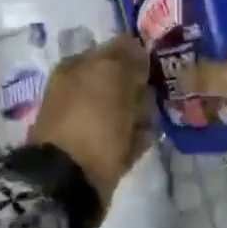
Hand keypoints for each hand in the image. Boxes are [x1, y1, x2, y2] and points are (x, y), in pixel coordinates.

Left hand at [27, 34, 153, 205]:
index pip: (113, 51)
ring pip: (126, 111)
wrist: (69, 181)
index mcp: (75, 67)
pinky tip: (143, 141)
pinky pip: (125, 138)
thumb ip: (126, 55)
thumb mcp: (111, 75)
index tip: (157, 67)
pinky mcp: (98, 152)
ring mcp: (87, 122)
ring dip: (141, 115)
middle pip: (122, 83)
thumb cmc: (91, 119)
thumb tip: (137, 46)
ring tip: (150, 123)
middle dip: (141, 90)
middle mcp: (79, 91)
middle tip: (155, 97)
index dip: (137, 57)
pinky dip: (136, 139)